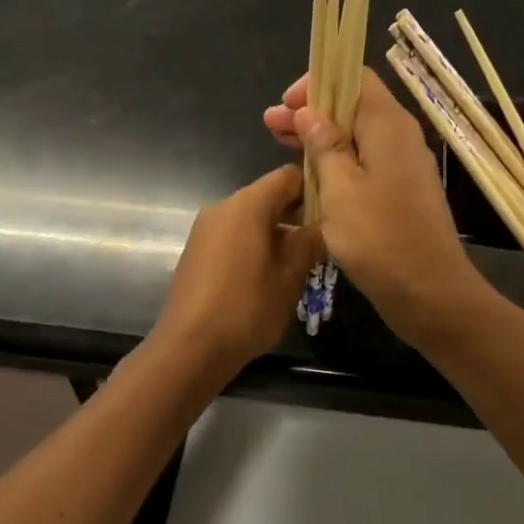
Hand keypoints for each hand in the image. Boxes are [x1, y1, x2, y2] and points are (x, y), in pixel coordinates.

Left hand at [152, 164, 321, 373]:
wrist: (190, 347)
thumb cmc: (247, 308)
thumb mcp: (290, 276)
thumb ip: (309, 242)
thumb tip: (322, 225)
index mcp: (247, 204)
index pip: (288, 176)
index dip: (314, 189)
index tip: (333, 213)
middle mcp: (222, 207)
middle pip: (267, 196)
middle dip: (295, 215)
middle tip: (321, 243)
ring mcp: (204, 229)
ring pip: (249, 218)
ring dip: (275, 233)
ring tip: (297, 264)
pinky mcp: (195, 251)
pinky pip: (232, 236)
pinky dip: (252, 245)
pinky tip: (266, 276)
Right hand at [264, 70, 489, 349]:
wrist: (429, 292)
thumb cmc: (380, 238)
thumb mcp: (340, 189)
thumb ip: (324, 145)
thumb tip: (309, 111)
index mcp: (388, 126)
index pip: (354, 79)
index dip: (317, 83)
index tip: (286, 105)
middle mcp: (400, 137)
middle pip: (353, 107)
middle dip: (310, 112)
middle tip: (271, 126)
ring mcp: (403, 166)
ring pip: (357, 136)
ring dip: (319, 138)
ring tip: (280, 145)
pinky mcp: (400, 192)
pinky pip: (365, 162)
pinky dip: (336, 162)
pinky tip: (309, 176)